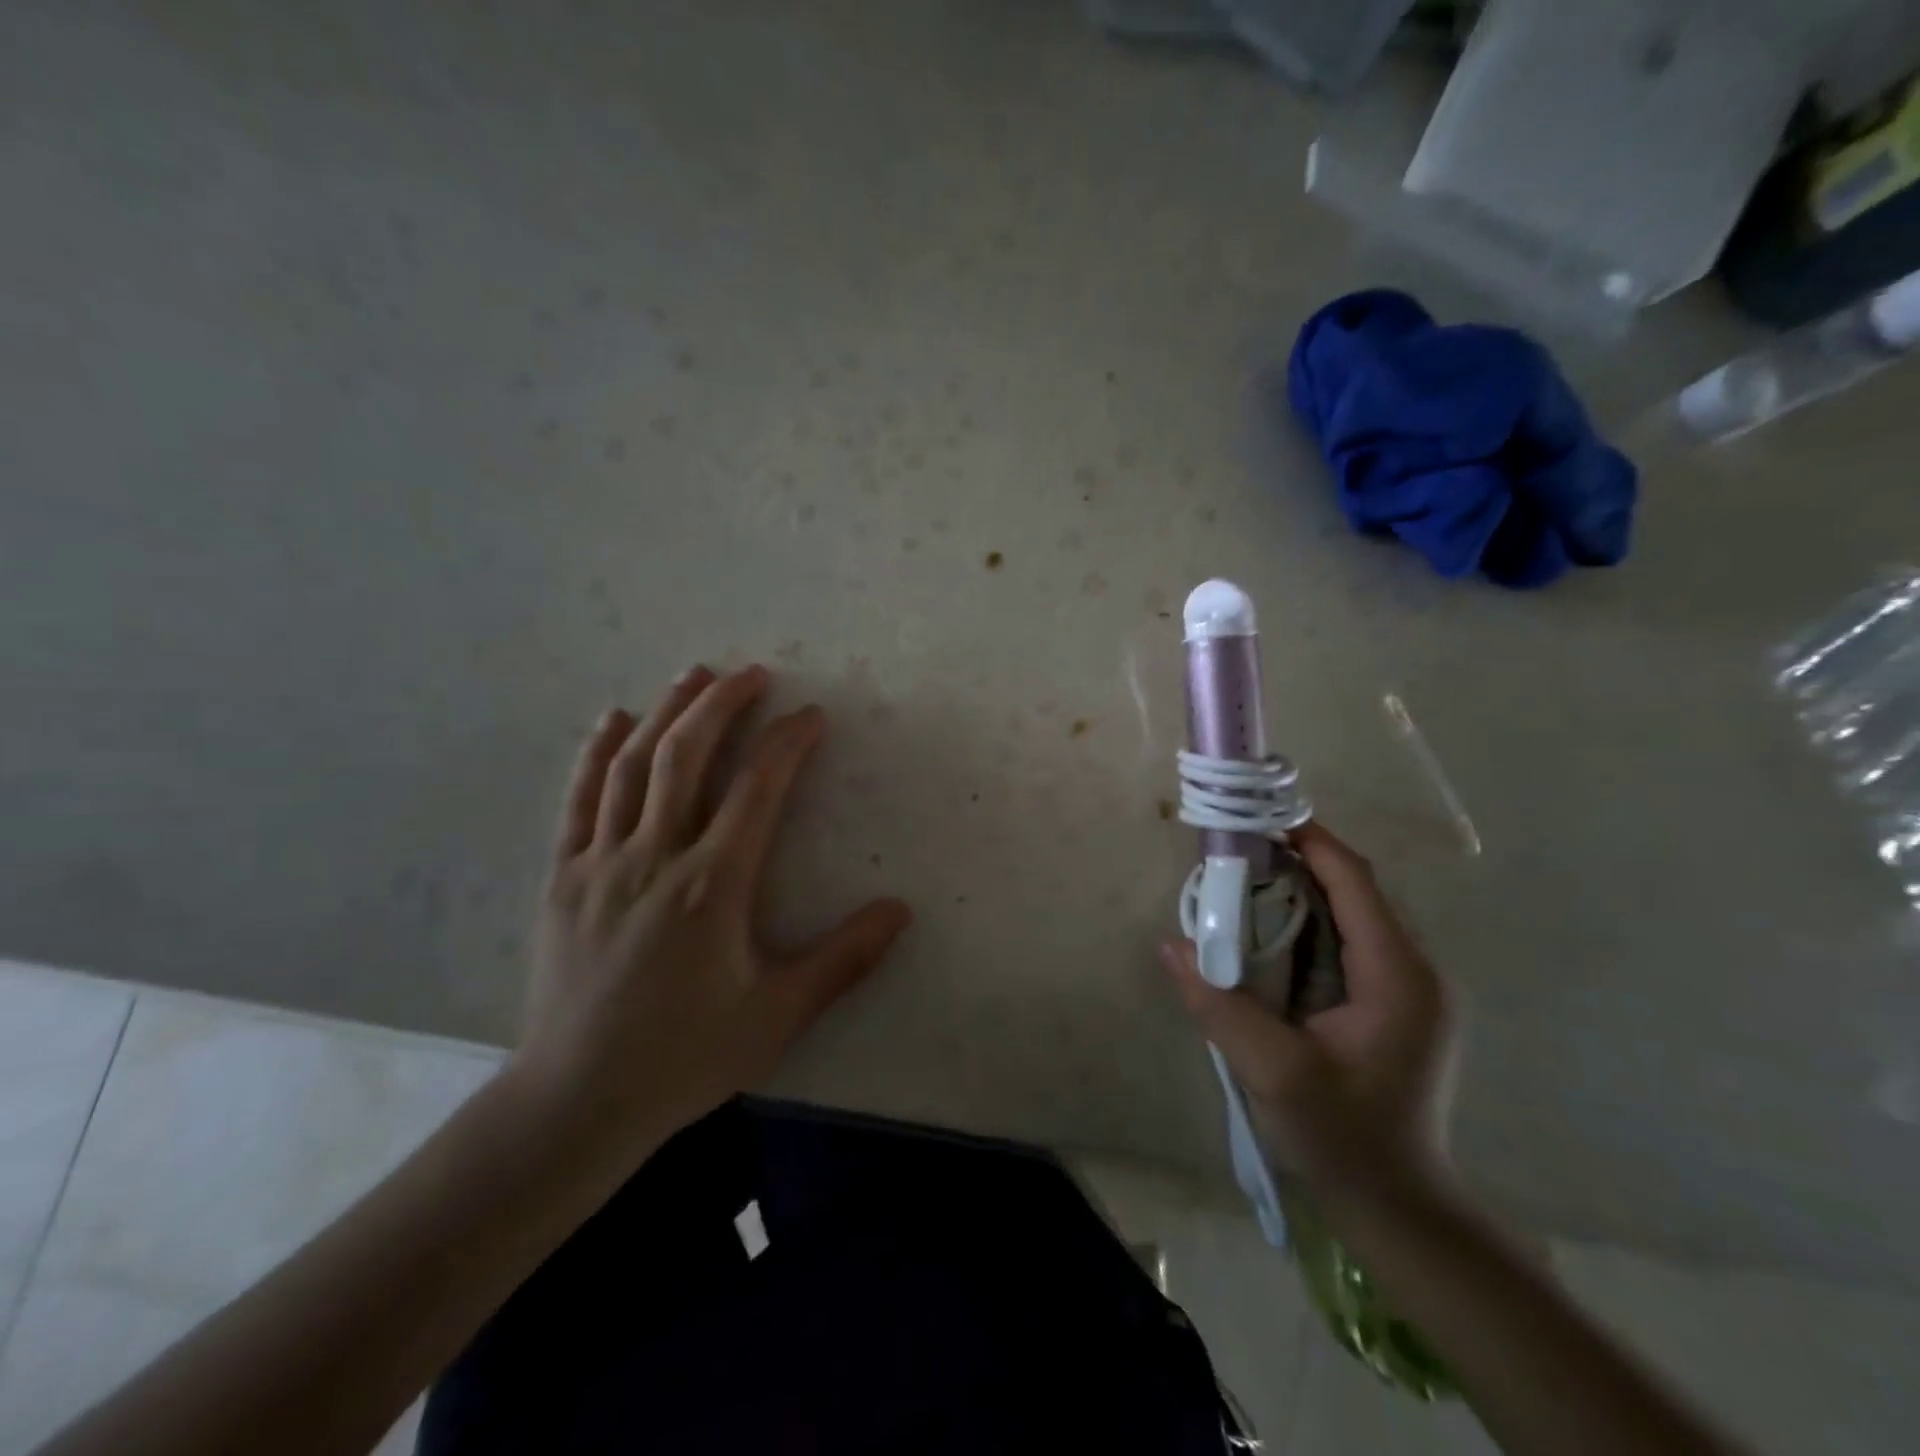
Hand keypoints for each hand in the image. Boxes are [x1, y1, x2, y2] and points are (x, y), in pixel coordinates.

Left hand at [510, 664, 911, 1158]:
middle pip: (688, 757)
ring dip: (668, 712)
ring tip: (695, 675)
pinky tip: (615, 720)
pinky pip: (579, 799)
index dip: (788, 742)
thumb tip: (901, 910)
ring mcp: (601, 863)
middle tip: (752, 672)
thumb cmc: (684, 1056)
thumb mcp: (778, 1016)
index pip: (757, 789)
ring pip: (633, 766)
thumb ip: (844, 960)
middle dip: (723, 705)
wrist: (575, 1101)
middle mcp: (654, 858)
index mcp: (712, 886)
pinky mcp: (562, 877)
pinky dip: (598, 752)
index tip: (812, 715)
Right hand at [1162, 821, 1452, 1198]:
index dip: (1310, 841)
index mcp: (1399, 976)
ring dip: (1306, 888)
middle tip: (1239, 851)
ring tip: (1248, 880)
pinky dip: (1313, 920)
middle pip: (1358, 889)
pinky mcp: (1399, 1004)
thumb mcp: (1272, 1071)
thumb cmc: (1343, 1138)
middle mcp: (1416, 970)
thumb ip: (1219, 1003)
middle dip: (1301, 860)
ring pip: (1356, 913)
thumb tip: (1173, 944)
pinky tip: (1273, 931)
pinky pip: (1354, 940)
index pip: (1356, 881)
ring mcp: (1412, 988)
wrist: (1399, 1206)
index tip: (1259, 819)